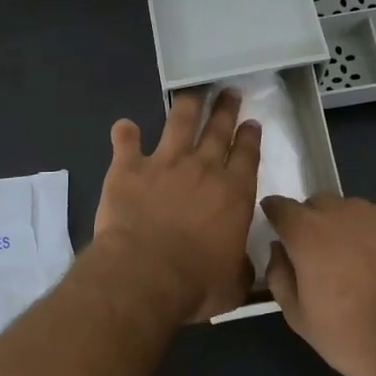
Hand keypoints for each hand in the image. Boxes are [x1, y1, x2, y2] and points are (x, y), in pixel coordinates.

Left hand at [94, 90, 261, 322]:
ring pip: (179, 124)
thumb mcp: (233, 283)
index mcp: (233, 193)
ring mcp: (164, 163)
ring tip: (191, 92)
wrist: (145, 273)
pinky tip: (124, 125)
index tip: (251, 122)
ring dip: (186, 106)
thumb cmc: (196, 283)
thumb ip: (240, 267)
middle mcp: (203, 169)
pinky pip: (126, 142)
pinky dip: (125, 133)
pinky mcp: (128, 168)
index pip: (247, 156)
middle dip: (225, 109)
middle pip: (218, 130)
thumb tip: (243, 265)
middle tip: (228, 91)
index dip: (249, 137)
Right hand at [261, 194, 375, 375]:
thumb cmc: (354, 338)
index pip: (281, 206)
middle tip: (331, 259)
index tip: (282, 231)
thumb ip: (279, 276)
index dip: (278, 216)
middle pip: (322, 205)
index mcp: (309, 232)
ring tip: (374, 267)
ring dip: (359, 231)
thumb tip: (279, 250)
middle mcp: (347, 211)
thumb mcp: (299, 318)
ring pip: (363, 212)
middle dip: (319, 224)